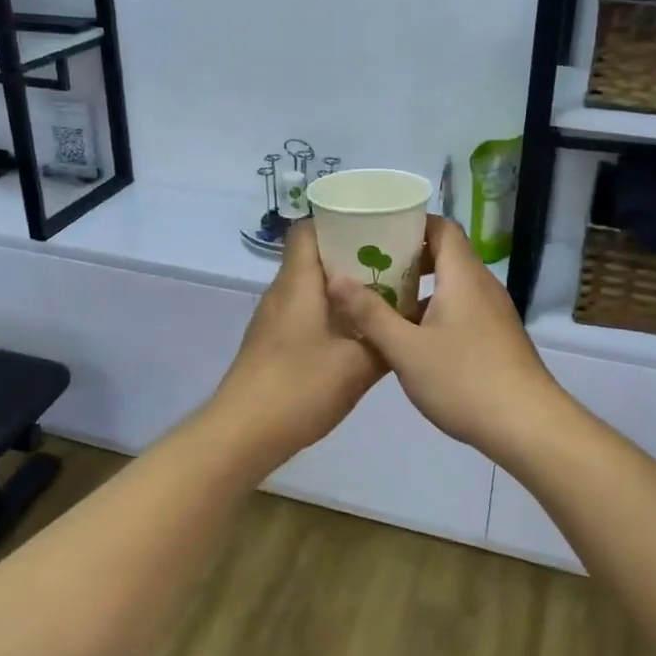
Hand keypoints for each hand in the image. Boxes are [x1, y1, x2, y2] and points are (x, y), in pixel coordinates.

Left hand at [208, 221, 386, 467]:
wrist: (244, 432)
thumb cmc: (300, 388)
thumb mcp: (357, 366)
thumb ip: (386, 339)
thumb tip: (410, 319)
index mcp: (298, 284)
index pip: (307, 230)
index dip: (337, 223)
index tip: (374, 229)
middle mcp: (282, 293)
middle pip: (312, 257)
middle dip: (351, 256)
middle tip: (392, 264)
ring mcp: (273, 320)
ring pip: (309, 287)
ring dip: (342, 288)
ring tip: (381, 297)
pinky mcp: (272, 343)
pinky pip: (303, 312)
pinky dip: (329, 313)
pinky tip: (355, 334)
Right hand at [326, 217, 571, 461]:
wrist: (527, 426)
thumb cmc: (464, 379)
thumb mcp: (406, 349)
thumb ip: (370, 313)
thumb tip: (335, 279)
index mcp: (463, 276)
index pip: (441, 227)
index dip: (410, 223)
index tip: (376, 231)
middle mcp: (482, 286)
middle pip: (445, 255)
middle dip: (407, 258)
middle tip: (369, 267)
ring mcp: (492, 313)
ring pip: (452, 286)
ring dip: (419, 289)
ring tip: (380, 302)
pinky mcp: (496, 338)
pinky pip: (460, 310)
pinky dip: (434, 312)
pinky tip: (409, 338)